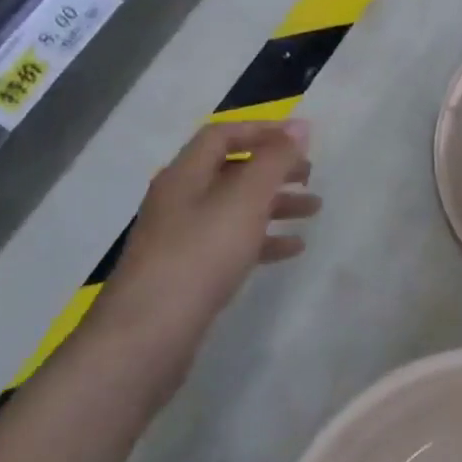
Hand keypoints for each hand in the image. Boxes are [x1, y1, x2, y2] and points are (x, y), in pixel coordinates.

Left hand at [86, 121, 319, 382]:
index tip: (303, 139)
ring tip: (314, 210)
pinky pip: (231, 243)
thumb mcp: (245, 199)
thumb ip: (274, 160)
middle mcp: (179, 200)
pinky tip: (292, 249)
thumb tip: (300, 126)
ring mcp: (180, 239)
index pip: (224, 134)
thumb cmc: (200, 254)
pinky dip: (263, 239)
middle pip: (232, 171)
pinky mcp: (187, 273)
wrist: (147, 335)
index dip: (264, 130)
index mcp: (185, 175)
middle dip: (274, 169)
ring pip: (235, 208)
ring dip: (275, 204)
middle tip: (311, 174)